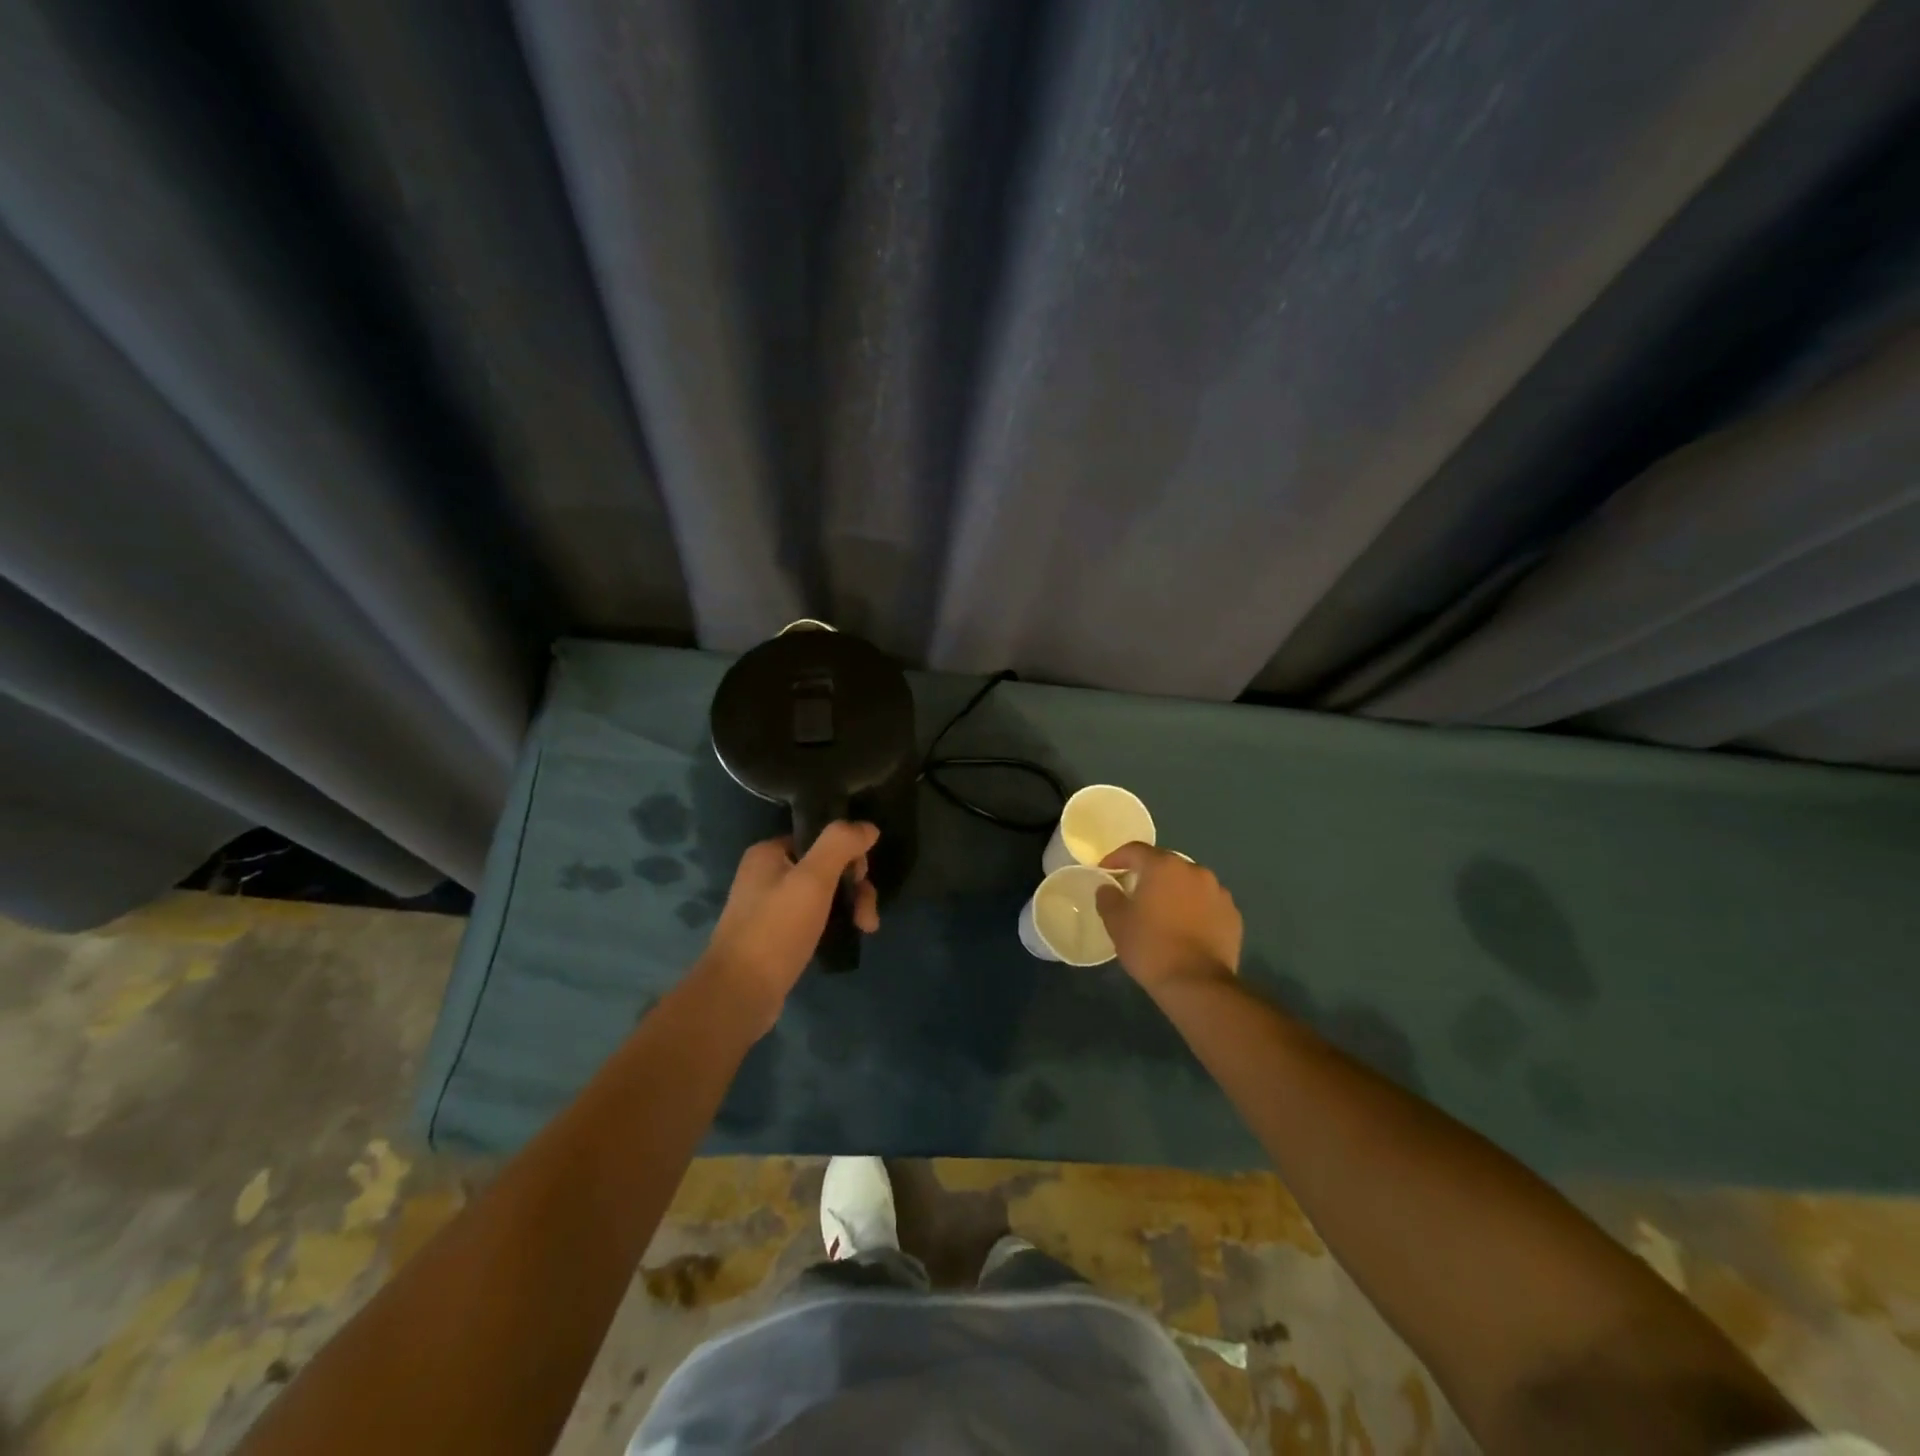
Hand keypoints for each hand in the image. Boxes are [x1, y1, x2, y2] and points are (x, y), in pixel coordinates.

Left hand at [698, 823, 880, 1036]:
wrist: (739, 994)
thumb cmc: (776, 930)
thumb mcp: (813, 879)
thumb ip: (840, 845)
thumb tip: (868, 827)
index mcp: (768, 853)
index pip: (820, 838)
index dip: (849, 854)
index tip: (862, 878)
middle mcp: (766, 875)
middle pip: (825, 867)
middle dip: (855, 887)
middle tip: (867, 915)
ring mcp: (769, 908)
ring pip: (823, 895)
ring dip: (849, 907)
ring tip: (865, 929)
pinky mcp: (776, 937)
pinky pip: (814, 919)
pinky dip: (834, 924)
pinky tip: (847, 937)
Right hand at [1095, 843, 1241, 994]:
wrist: (1197, 984)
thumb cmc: (1151, 947)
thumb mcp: (1117, 923)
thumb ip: (1108, 898)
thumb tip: (1107, 887)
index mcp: (1164, 866)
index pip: (1135, 850)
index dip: (1117, 858)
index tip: (1106, 872)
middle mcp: (1194, 870)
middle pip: (1165, 864)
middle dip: (1148, 875)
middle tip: (1135, 893)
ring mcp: (1219, 892)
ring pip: (1189, 883)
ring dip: (1175, 891)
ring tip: (1164, 913)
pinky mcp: (1233, 915)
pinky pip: (1207, 903)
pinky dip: (1195, 909)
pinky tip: (1187, 929)